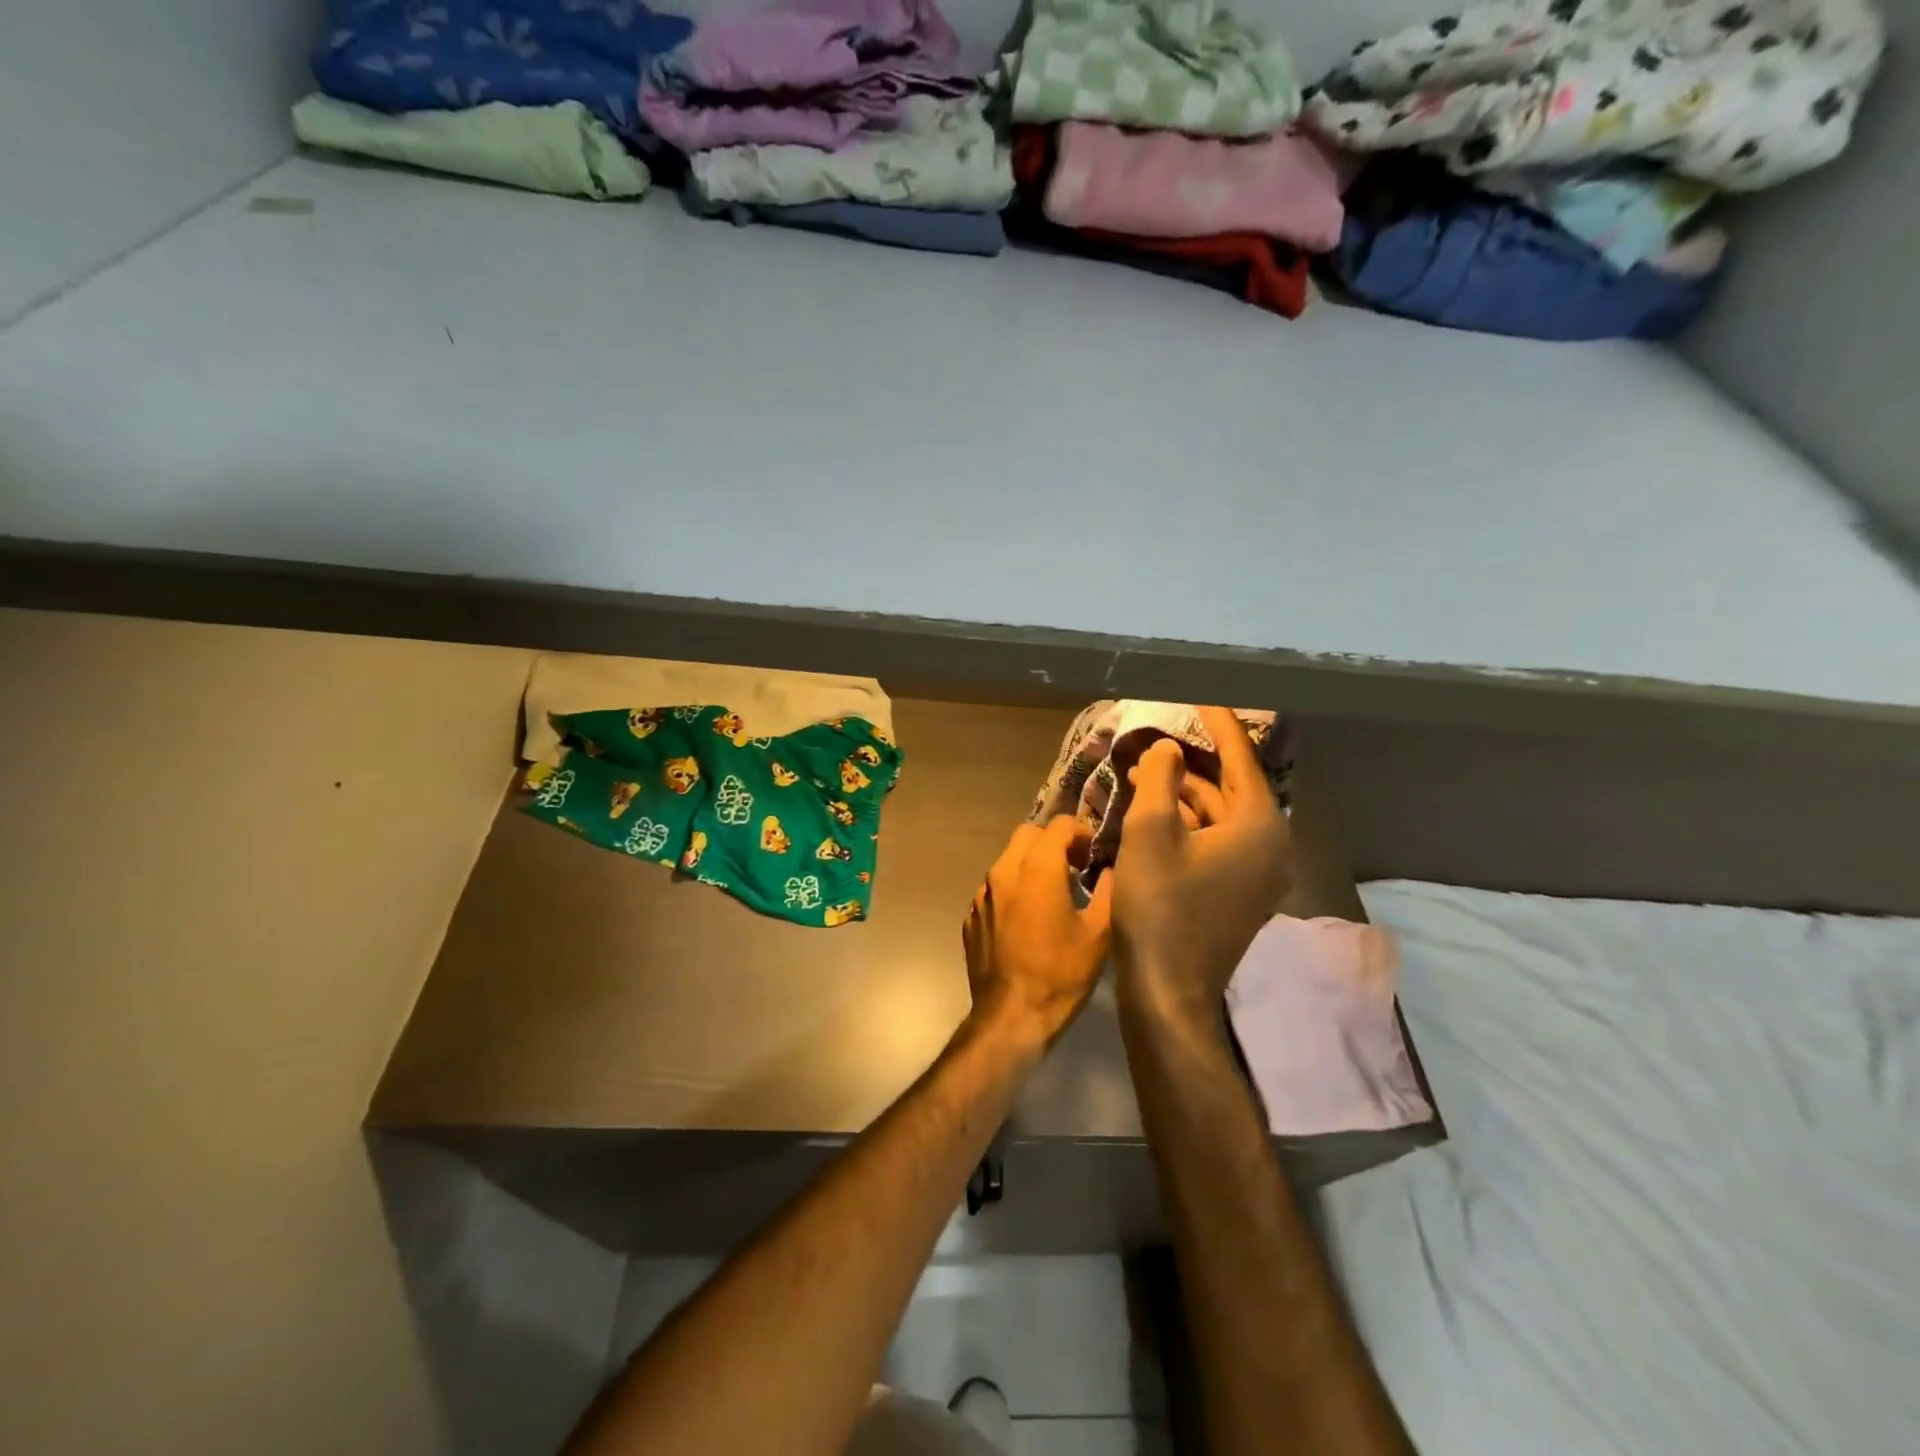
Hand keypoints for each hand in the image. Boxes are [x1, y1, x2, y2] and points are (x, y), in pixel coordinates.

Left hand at [963, 818, 1113, 1046]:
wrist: (1011, 1016)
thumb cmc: (1060, 973)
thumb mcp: (1098, 933)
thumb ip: (1109, 891)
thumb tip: (1112, 870)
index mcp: (1036, 868)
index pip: (1058, 825)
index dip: (1081, 832)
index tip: (1094, 853)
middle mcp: (1003, 871)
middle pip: (1027, 834)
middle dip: (1052, 841)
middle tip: (1074, 864)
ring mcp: (982, 894)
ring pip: (1007, 859)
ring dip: (1030, 863)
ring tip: (1052, 891)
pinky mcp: (971, 916)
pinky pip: (995, 888)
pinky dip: (1013, 889)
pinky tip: (1028, 918)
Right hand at [1110, 708, 1294, 1017]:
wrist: (1168, 988)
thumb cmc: (1160, 905)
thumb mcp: (1151, 832)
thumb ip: (1160, 780)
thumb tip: (1168, 748)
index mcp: (1259, 826)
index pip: (1242, 760)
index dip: (1220, 725)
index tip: (1202, 697)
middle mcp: (1271, 846)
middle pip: (1232, 788)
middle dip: (1192, 762)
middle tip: (1157, 737)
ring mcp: (1259, 874)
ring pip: (1222, 816)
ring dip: (1184, 794)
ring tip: (1141, 771)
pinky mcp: (1240, 893)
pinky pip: (1219, 841)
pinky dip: (1189, 823)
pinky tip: (1154, 812)